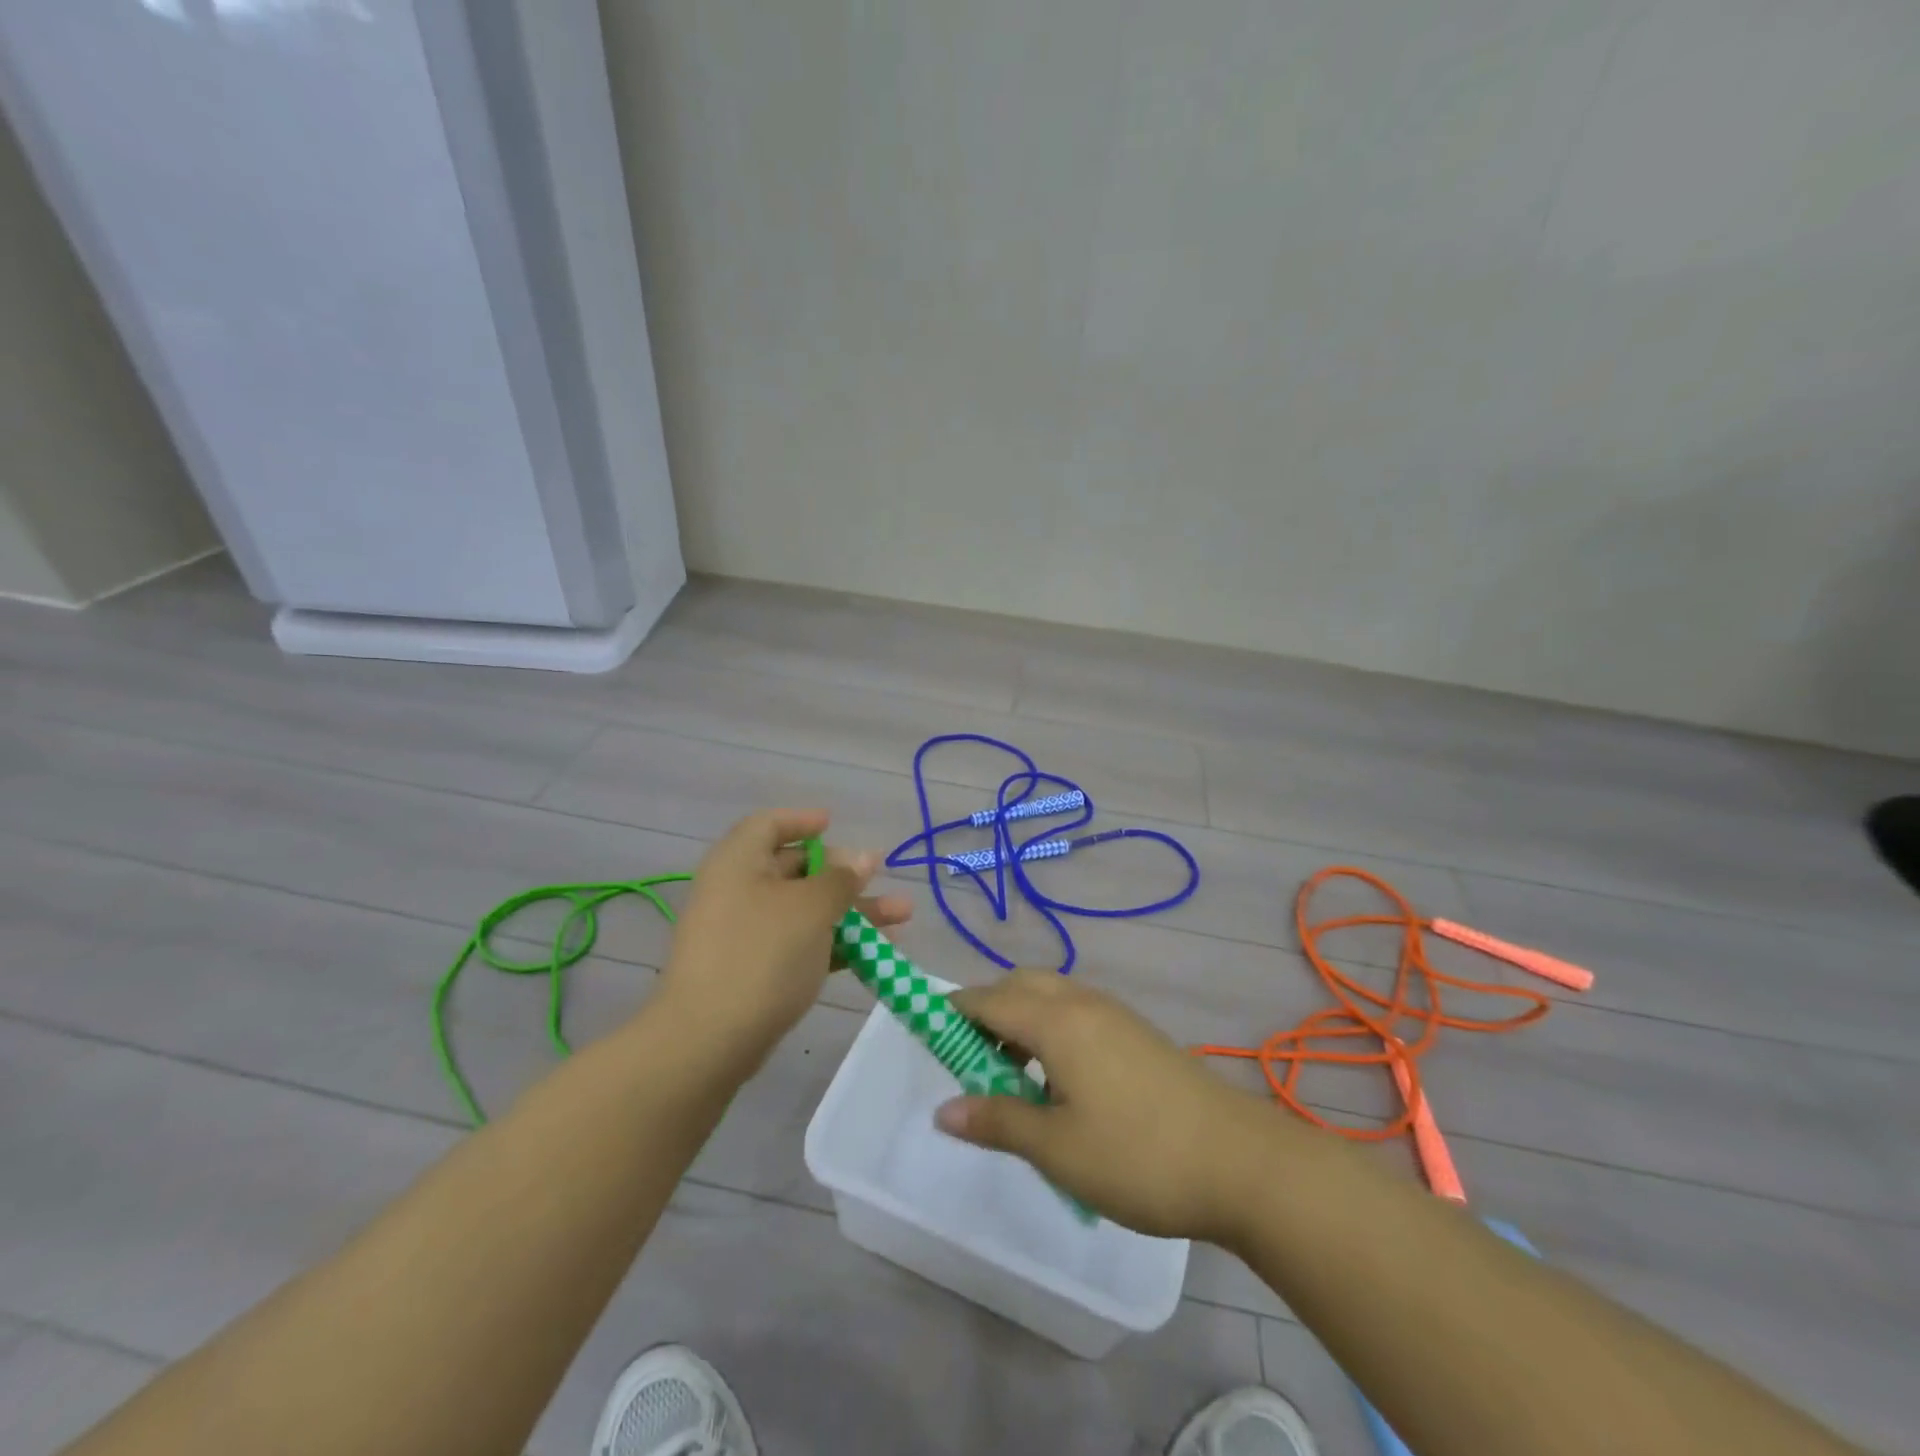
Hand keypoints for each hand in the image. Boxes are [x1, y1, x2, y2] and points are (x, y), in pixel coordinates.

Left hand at [658, 808, 911, 1068]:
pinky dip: (833, 943)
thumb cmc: (762, 954)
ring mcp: (744, 934)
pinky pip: (798, 945)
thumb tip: (863, 857)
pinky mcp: (752, 971)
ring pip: (804, 911)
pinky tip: (875, 953)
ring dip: (851, 912)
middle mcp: (737, 891)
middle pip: (794, 869)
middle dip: (843, 874)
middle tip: (880, 876)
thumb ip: (841, 880)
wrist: (708, 1041)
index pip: (768, 825)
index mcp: (739, 862)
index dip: (802, 821)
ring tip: (902, 917)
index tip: (834, 824)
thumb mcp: (811, 909)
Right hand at [935, 971, 1282, 1241]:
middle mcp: (1082, 1002)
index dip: (952, 1013)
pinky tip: (1059, 1079)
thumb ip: (997, 1121)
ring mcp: (1115, 1014)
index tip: (927, 1033)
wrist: (1240, 1161)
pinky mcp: (1137, 1032)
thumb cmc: (1137, 1155)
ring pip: (1050, 995)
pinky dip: (1050, 1027)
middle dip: (987, 1010)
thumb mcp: (1056, 1148)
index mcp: (1056, 1020)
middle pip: (1019, 986)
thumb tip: (943, 1109)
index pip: (987, 1000)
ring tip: (1013, 1075)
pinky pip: (1076, 1011)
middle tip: (972, 1060)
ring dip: (1021, 1018)